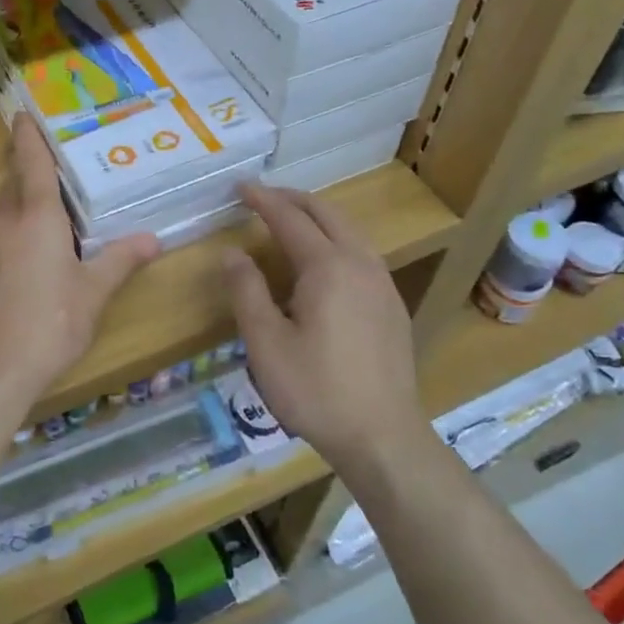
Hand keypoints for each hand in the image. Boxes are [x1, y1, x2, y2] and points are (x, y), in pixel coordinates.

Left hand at [0, 114, 158, 406]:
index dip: (29, 136)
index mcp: (36, 218)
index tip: (23, 114)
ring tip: (41, 231)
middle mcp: (0, 221)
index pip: (32, 163)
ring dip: (17, 212)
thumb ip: (120, 261)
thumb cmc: (48, 326)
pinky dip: (2, 242)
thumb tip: (152, 239)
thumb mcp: (92, 295)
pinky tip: (15, 272)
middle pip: (12, 184)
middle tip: (45, 165)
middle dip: (24, 169)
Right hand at [223, 184, 431, 471]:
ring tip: (289, 220)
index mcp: (328, 267)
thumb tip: (232, 253)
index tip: (239, 187)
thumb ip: (246, 291)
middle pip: (326, 213)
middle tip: (262, 197)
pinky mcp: (392, 305)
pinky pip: (361, 252)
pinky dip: (335, 238)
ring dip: (317, 216)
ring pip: (349, 230)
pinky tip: (323, 260)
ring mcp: (382, 283)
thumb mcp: (266, 344)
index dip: (262, 200)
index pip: (290, 218)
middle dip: (292, 199)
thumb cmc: (316, 390)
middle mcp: (360, 263)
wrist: (383, 437)